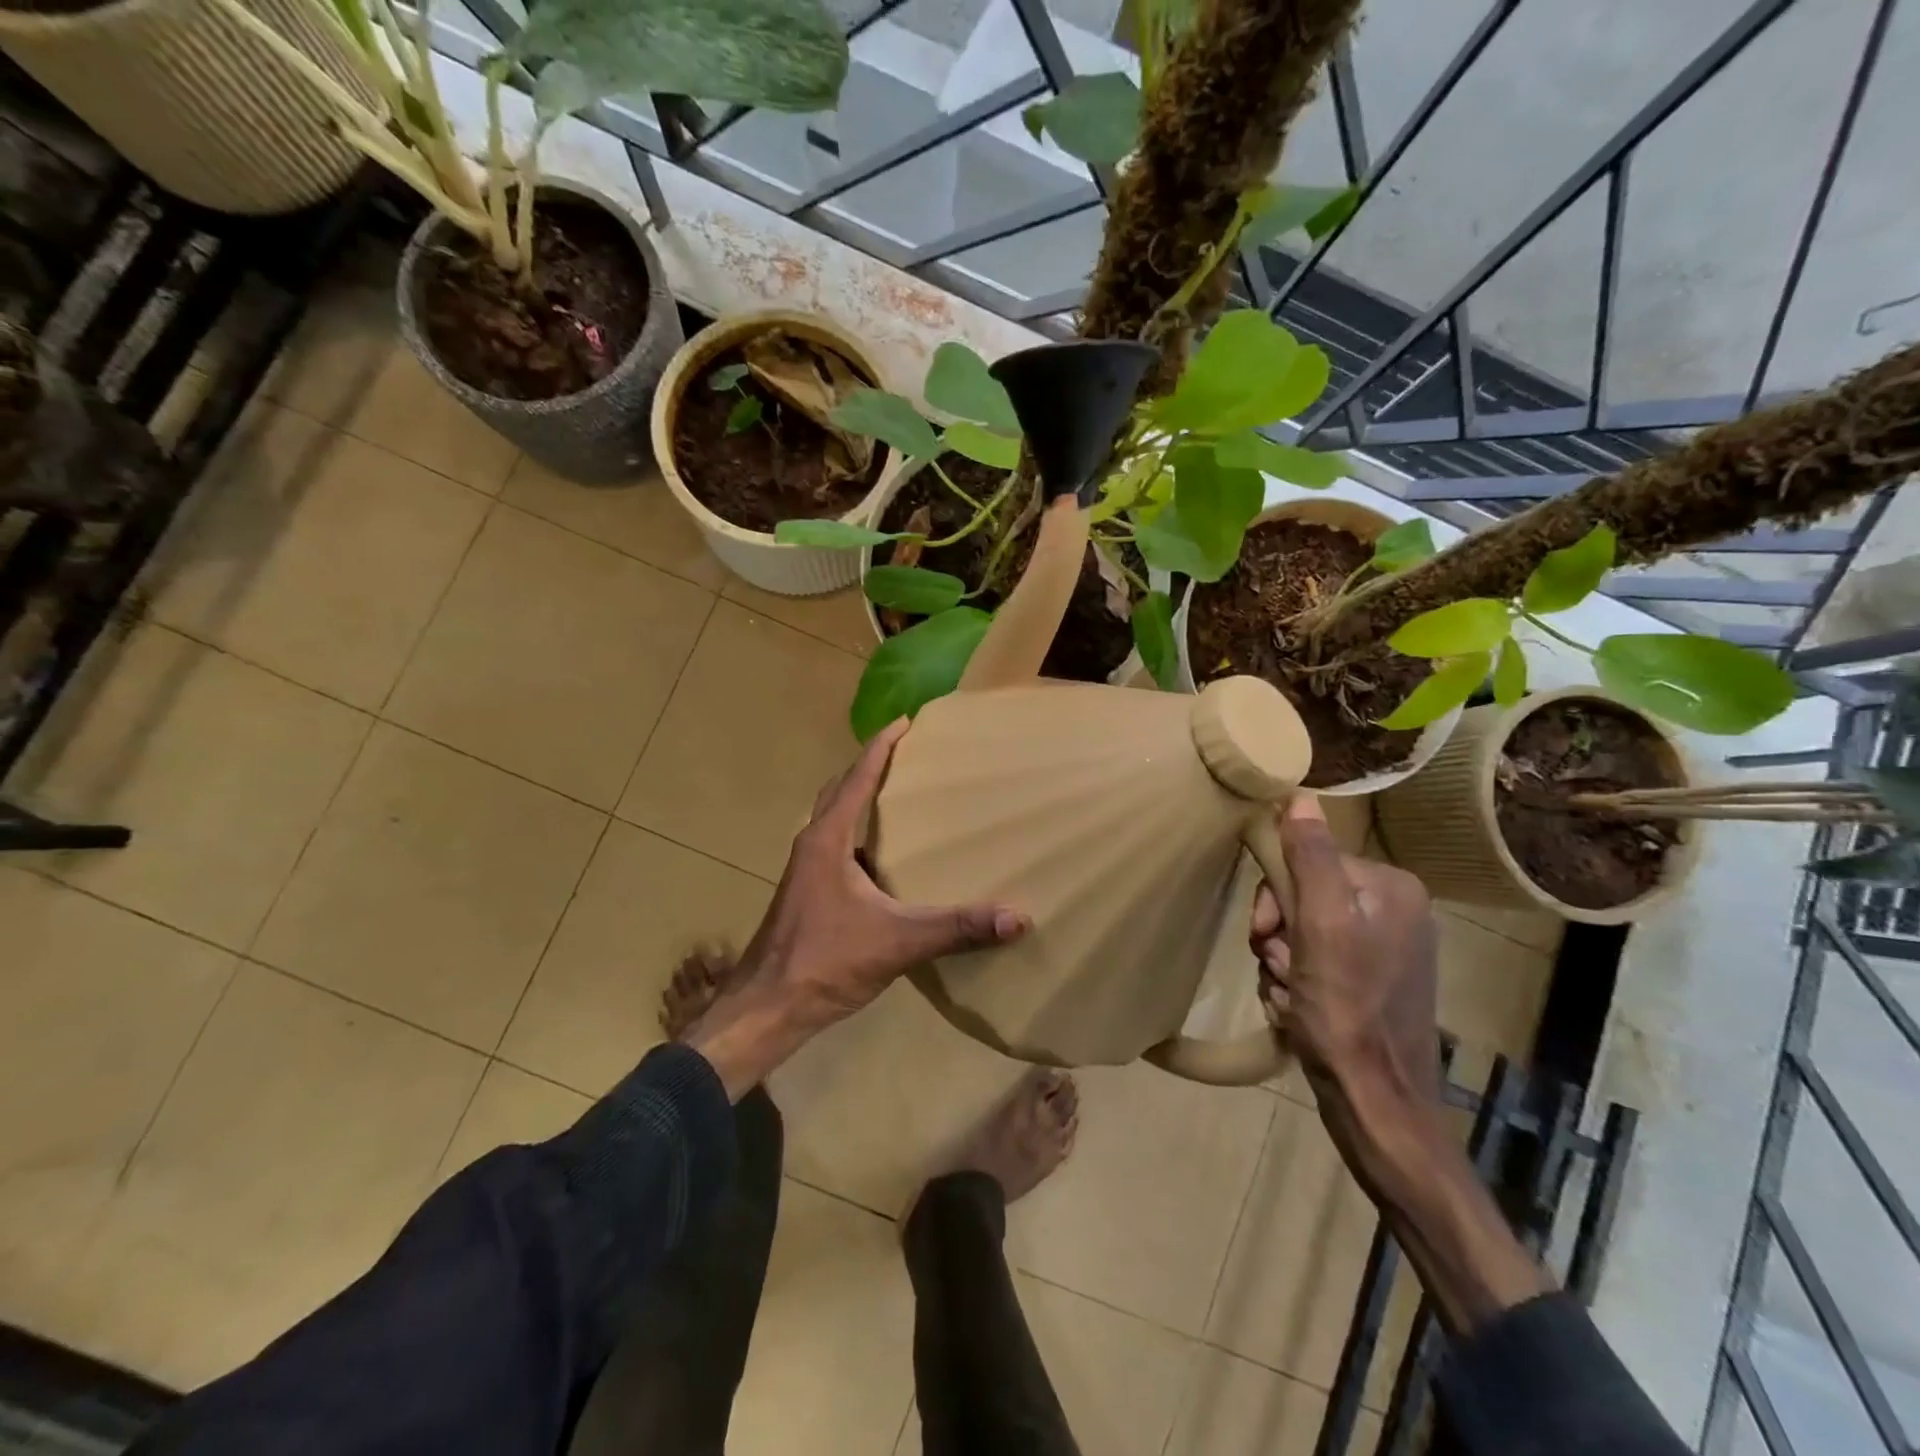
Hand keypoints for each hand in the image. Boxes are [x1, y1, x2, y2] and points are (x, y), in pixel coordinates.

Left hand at [688, 719, 1027, 1096]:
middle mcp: (813, 845)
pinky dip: (859, 836)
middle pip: (840, 790)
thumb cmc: (825, 961)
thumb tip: (1018, 917)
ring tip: (900, 798)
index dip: (882, 746)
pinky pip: (837, 848)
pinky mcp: (807, 894)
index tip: (906, 722)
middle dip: (870, 766)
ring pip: (834, 820)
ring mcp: (806, 871)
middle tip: (907, 754)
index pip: (856, 777)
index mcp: (828, 839)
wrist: (767, 1008)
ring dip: (861, 800)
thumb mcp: (897, 942)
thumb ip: (957, 928)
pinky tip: (885, 859)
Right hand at [1251, 798, 1555, 1335]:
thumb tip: (1298, 795)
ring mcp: (1385, 949)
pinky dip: (1296, 982)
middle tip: (1280, 970)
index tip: (1267, 936)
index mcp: (1391, 887)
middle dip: (1279, 935)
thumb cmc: (1346, 1009)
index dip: (1276, 898)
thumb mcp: (1320, 925)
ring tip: (1291, 996)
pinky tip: (1300, 1009)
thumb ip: (1310, 857)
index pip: (1308, 861)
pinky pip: (1315, 961)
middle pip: (1303, 896)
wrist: (1377, 1102)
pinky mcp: (1373, 982)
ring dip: (1282, 962)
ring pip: (1301, 932)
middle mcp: (1395, 911)